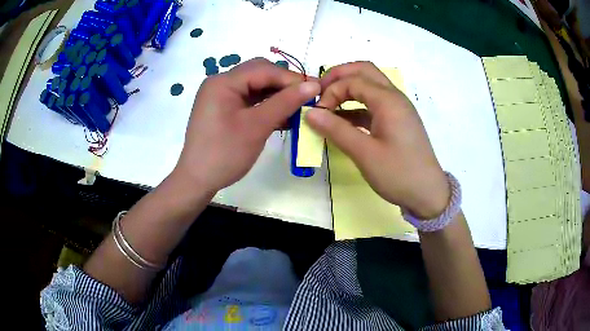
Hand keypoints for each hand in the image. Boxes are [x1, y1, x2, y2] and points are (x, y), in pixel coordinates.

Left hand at [174, 58, 319, 193]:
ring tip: (297, 108)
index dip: (292, 78)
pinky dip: (266, 105)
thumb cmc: (225, 153)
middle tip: (306, 98)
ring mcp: (221, 96)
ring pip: (256, 87)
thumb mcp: (257, 126)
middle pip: (259, 74)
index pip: (264, 70)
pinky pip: (249, 100)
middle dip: (284, 84)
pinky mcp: (223, 108)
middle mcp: (220, 83)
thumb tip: (314, 85)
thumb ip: (285, 102)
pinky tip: (282, 116)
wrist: (198, 180)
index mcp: (223, 82)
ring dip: (277, 95)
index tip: (316, 90)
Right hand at [307, 62, 449, 218]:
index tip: (317, 113)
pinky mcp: (396, 121)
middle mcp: (394, 97)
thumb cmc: (398, 173)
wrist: (428, 194)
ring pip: (369, 85)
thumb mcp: (364, 153)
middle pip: (364, 71)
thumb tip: (309, 112)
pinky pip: (373, 104)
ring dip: (347, 89)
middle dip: (339, 76)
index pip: (352, 80)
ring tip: (327, 105)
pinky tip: (341, 121)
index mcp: (388, 100)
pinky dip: (355, 106)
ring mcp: (397, 108)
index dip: (330, 92)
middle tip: (319, 91)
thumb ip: (336, 129)